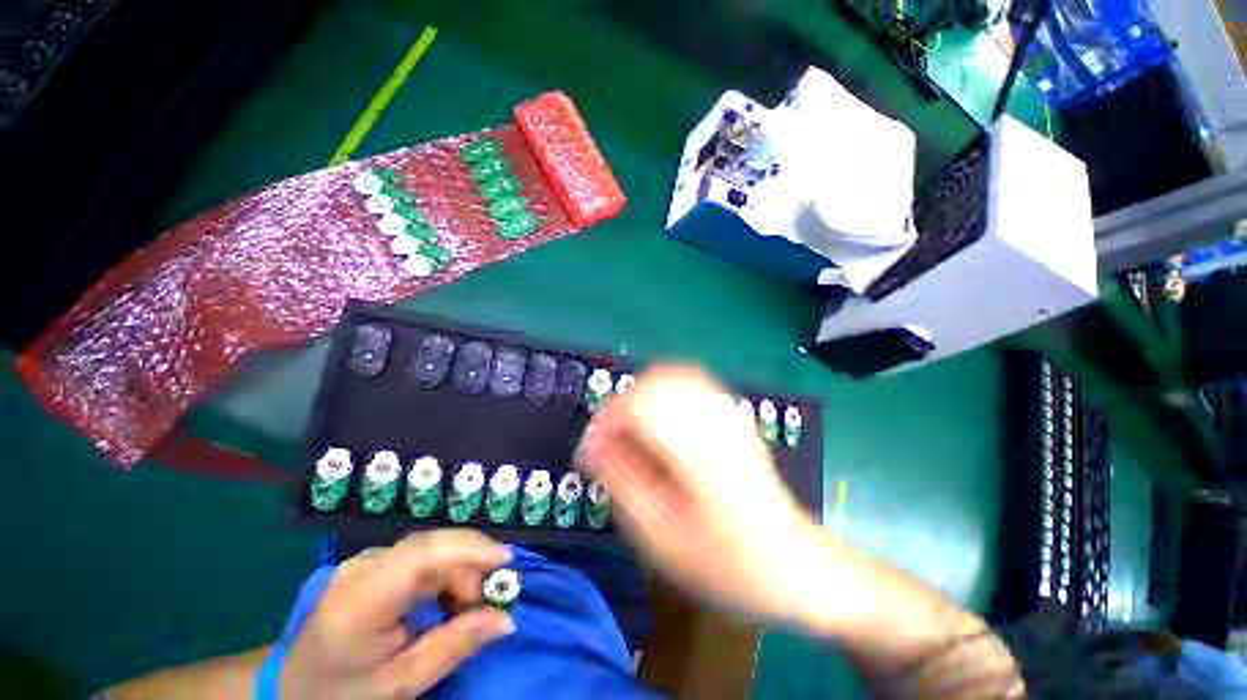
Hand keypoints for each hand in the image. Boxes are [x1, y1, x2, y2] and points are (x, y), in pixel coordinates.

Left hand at [279, 530, 513, 698]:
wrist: (293, 686)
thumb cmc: (344, 693)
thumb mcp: (400, 684)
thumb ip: (453, 648)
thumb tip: (506, 619)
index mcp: (360, 601)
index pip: (422, 556)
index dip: (470, 550)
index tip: (506, 562)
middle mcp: (362, 568)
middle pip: (432, 546)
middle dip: (470, 566)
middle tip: (487, 602)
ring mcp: (366, 560)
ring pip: (433, 548)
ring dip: (460, 571)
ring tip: (464, 609)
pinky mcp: (374, 562)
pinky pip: (423, 556)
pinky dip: (446, 573)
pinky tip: (446, 600)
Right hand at [577, 365, 830, 628]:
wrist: (793, 563)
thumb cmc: (727, 564)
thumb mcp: (664, 539)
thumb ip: (623, 484)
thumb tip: (592, 447)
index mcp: (700, 452)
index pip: (642, 404)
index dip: (608, 419)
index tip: (593, 448)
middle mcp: (716, 421)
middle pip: (656, 382)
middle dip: (622, 406)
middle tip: (609, 442)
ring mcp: (729, 414)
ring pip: (673, 376)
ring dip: (642, 397)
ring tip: (630, 432)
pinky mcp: (733, 416)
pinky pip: (692, 382)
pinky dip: (665, 391)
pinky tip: (659, 420)